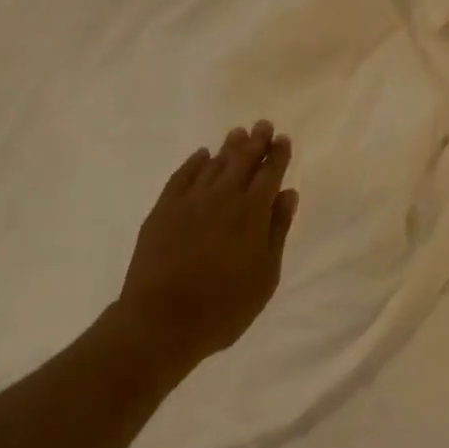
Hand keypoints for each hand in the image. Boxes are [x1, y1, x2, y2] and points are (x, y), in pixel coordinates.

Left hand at [113, 121, 298, 376]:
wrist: (160, 322)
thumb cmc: (223, 307)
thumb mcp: (265, 276)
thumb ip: (277, 231)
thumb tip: (288, 194)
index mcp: (251, 213)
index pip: (269, 173)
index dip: (278, 154)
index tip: (282, 139)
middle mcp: (222, 197)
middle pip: (242, 160)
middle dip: (256, 142)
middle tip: (263, 125)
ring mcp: (190, 201)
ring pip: (214, 163)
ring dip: (228, 147)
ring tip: (238, 133)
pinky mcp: (163, 209)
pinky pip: (182, 176)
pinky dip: (194, 162)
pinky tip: (201, 155)